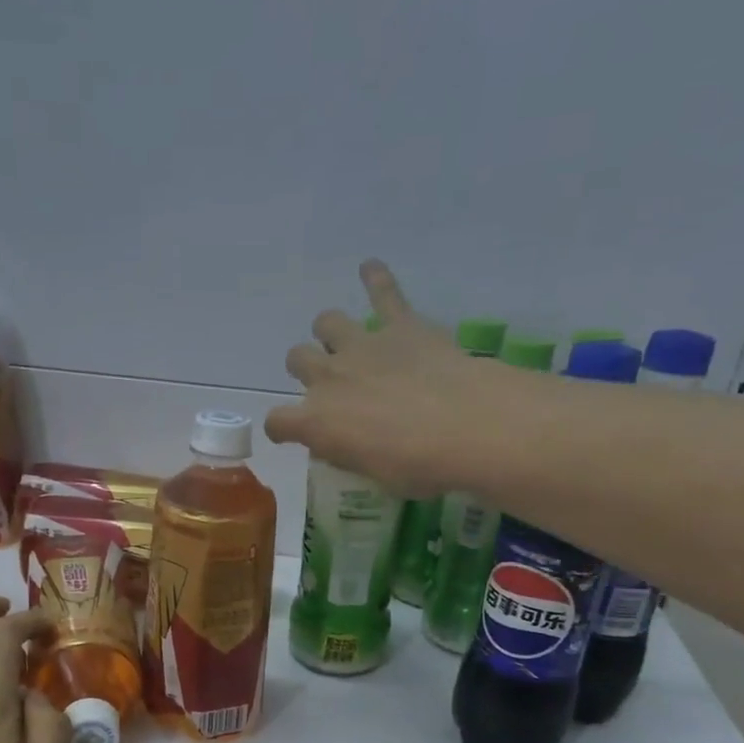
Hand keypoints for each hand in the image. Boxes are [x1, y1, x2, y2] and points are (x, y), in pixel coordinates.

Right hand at [265, 260, 516, 497]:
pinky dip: (376, 279)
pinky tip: (371, 268)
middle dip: (307, 369)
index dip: (282, 427)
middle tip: (331, 385)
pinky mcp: (400, 326)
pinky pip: (384, 293)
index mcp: (316, 422)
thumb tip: (341, 443)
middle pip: (297, 359)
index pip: (278, 421)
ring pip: (327, 322)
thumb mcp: (372, 474)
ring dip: (332, 332)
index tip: (290, 432)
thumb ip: (349, 452)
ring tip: (347, 342)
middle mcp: (328, 377)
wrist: (465, 426)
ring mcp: (362, 346)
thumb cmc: (417, 466)